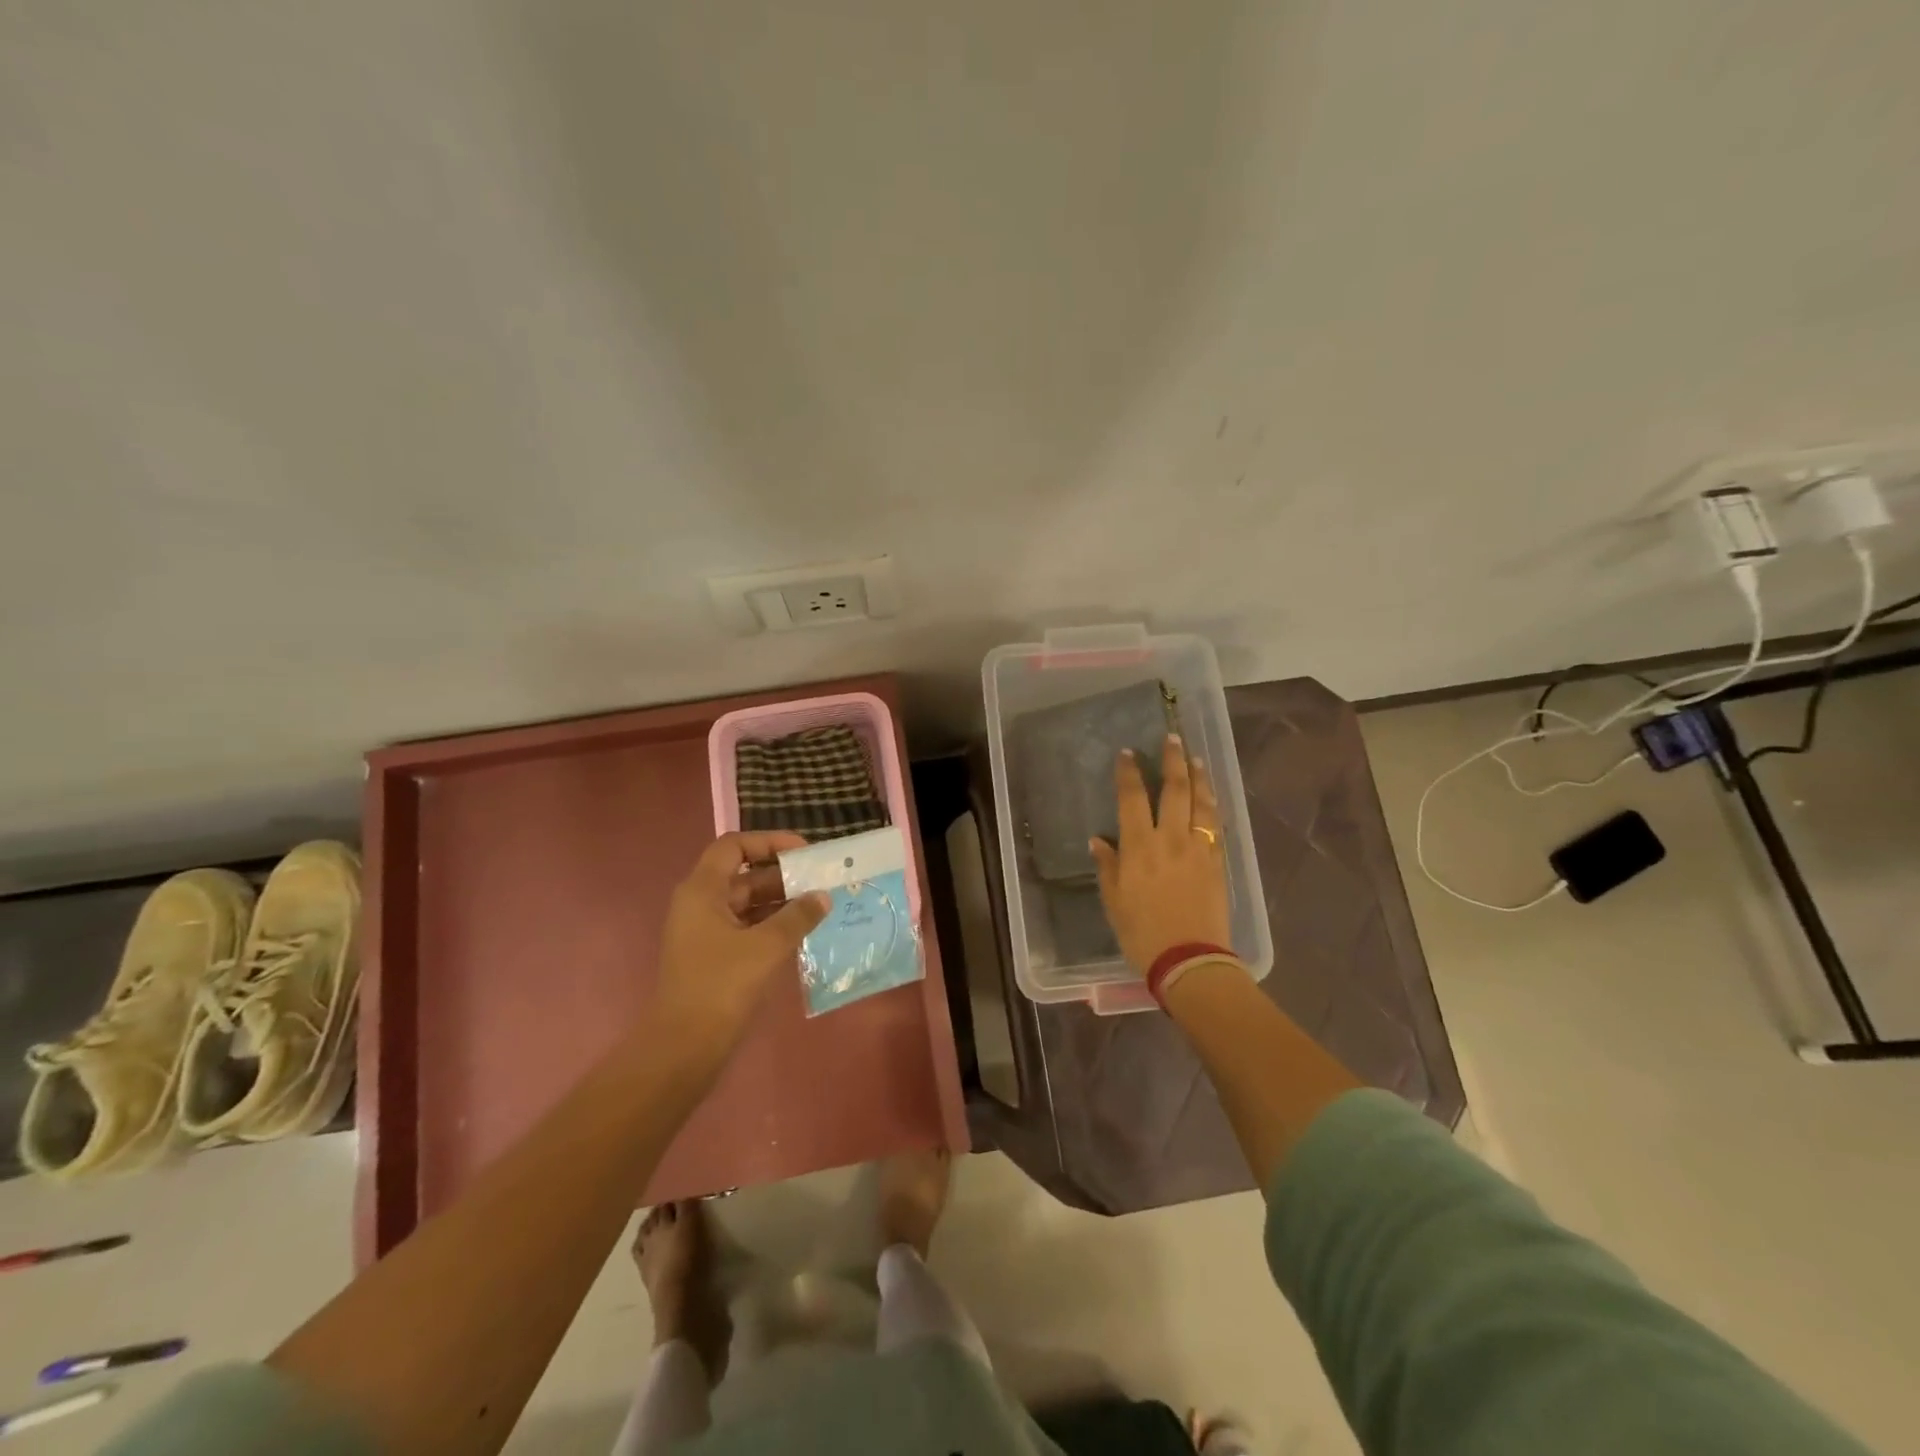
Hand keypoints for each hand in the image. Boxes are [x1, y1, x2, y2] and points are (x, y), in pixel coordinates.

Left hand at [654, 832, 829, 1055]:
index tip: (804, 852)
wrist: (683, 1048)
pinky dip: (772, 925)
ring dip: (780, 902)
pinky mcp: (713, 957)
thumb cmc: (721, 986)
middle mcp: (700, 904)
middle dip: (782, 875)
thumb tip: (822, 897)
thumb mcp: (766, 947)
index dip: (769, 842)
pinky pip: (746, 927)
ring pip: (747, 903)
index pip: (734, 846)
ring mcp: (704, 932)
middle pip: (743, 875)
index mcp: (702, 891)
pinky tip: (801, 933)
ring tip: (818, 906)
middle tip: (820, 881)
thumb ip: (797, 917)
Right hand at [1090, 736, 1231, 972]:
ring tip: (1195, 759)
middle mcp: (1170, 838)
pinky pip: (1216, 825)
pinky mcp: (1218, 863)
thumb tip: (1098, 841)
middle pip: (1174, 789)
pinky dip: (1213, 805)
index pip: (1132, 798)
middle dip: (1172, 760)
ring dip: (1198, 777)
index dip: (1129, 772)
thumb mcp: (1114, 901)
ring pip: (1201, 803)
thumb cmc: (1143, 933)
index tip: (1127, 753)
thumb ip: (1107, 866)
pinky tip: (1211, 798)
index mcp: (1139, 846)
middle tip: (1172, 738)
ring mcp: (1199, 848)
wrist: (1190, 960)